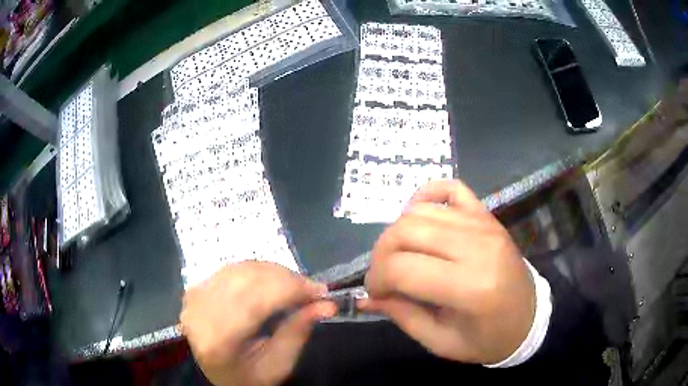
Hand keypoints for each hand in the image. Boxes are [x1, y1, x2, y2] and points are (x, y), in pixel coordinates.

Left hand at [180, 262, 335, 385]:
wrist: (216, 374)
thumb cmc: (249, 376)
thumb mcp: (278, 365)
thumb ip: (298, 332)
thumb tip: (326, 304)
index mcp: (218, 339)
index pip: (255, 301)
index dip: (290, 289)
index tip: (321, 291)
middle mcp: (201, 311)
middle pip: (247, 279)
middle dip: (286, 279)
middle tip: (312, 289)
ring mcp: (195, 296)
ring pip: (241, 269)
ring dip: (274, 273)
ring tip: (295, 287)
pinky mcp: (197, 287)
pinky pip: (233, 269)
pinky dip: (258, 272)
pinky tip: (273, 282)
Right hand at [360, 179, 535, 364]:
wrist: (529, 317)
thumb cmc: (488, 338)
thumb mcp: (441, 342)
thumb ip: (402, 316)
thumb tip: (367, 296)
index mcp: (470, 289)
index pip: (403, 268)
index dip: (377, 279)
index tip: (376, 293)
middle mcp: (478, 248)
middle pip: (406, 231)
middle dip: (381, 254)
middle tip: (383, 276)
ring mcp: (484, 225)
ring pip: (420, 210)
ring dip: (397, 232)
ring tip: (400, 255)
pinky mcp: (487, 215)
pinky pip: (449, 187)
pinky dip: (425, 196)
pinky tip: (419, 218)